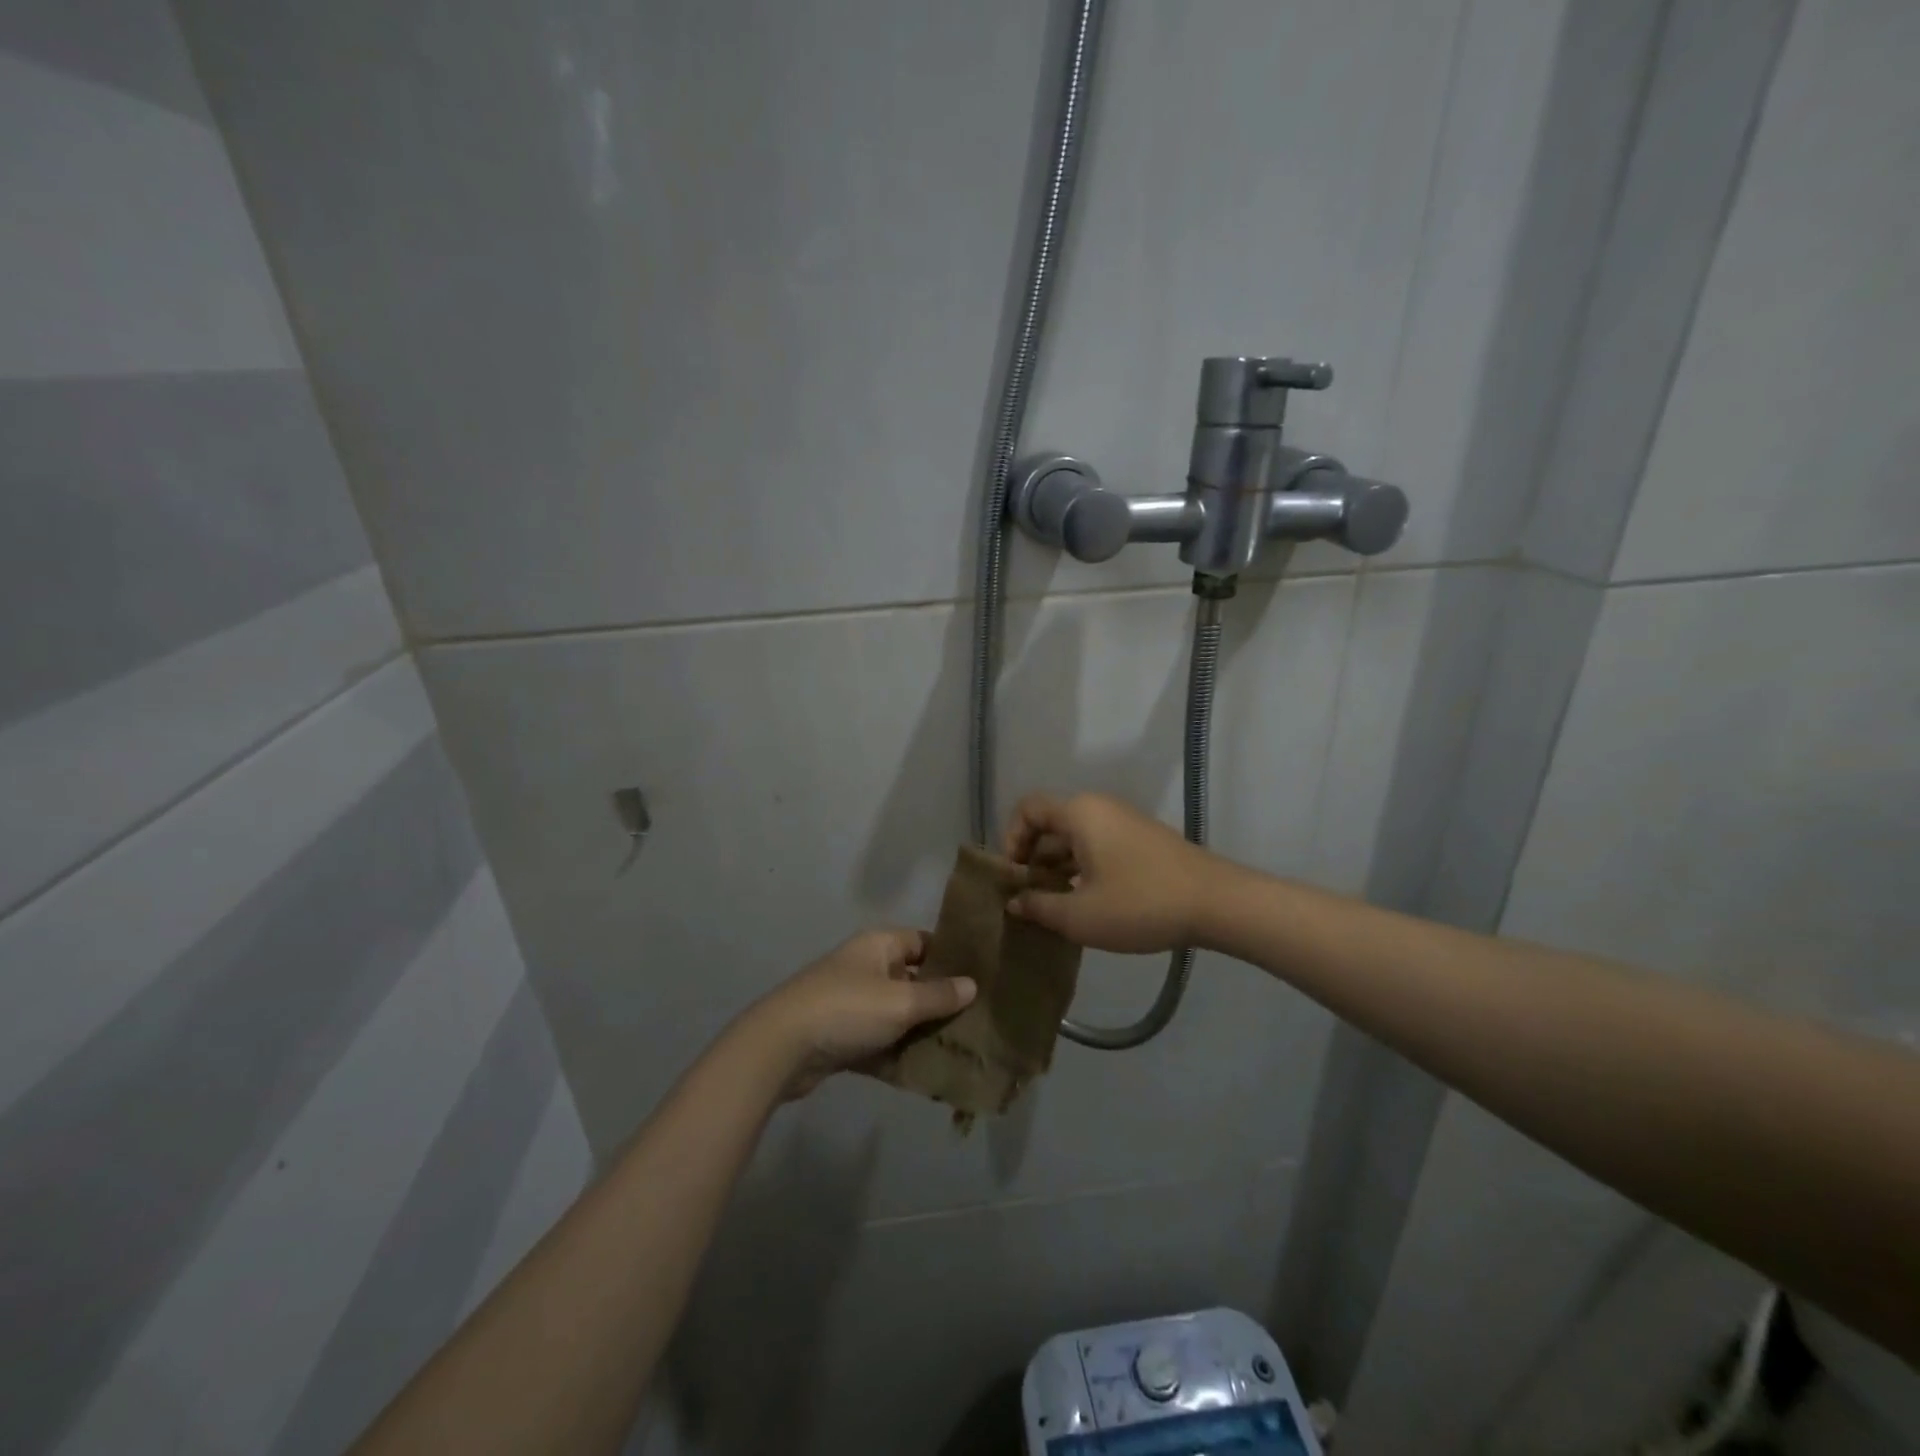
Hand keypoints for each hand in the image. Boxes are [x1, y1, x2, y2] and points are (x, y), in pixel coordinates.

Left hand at [746, 928, 976, 1096]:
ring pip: (897, 1015)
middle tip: (978, 1020)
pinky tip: (926, 1074)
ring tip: (960, 1049)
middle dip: (940, 1001)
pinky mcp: (842, 1037)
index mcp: (879, 946)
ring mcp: (852, 1004)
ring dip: (921, 1032)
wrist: (781, 1048)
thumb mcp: (900, 1002)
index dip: (950, 957)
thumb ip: (938, 995)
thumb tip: (972, 985)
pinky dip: (898, 1055)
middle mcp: (866, 968)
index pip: (923, 942)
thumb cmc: (847, 1009)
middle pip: (912, 980)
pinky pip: (879, 1043)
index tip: (981, 978)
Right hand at [1004, 792, 1216, 952]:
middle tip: (1030, 898)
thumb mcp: (1080, 915)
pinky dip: (1082, 868)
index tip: (1014, 877)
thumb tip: (1014, 901)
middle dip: (1033, 859)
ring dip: (1058, 868)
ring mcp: (1124, 822)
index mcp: (1079, 813)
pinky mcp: (1141, 840)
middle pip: (1050, 824)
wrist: (1217, 903)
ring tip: (1054, 907)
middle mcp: (1099, 808)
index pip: (1028, 809)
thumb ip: (1039, 907)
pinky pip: (1097, 846)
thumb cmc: (1140, 904)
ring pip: (1075, 838)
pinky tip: (1086, 903)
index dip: (1011, 839)